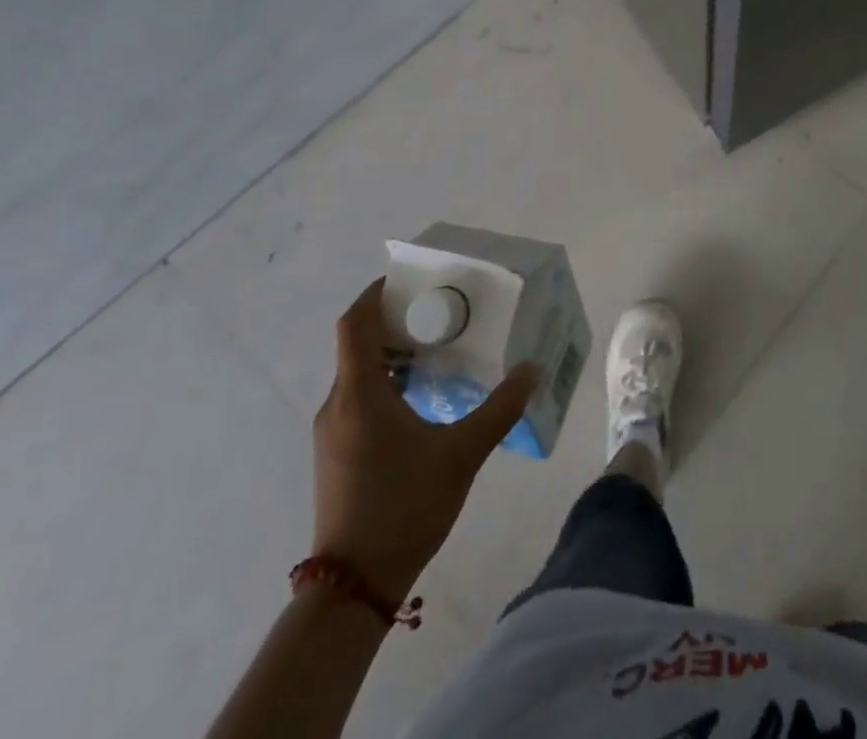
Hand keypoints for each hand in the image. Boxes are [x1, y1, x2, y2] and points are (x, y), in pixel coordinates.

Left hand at [312, 279, 536, 602]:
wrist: (354, 586)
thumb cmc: (405, 506)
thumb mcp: (463, 453)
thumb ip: (500, 407)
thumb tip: (533, 369)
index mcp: (359, 394)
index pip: (356, 322)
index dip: (378, 293)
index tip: (412, 279)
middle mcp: (337, 404)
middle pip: (358, 343)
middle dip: (396, 320)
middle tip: (442, 311)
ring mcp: (332, 432)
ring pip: (358, 372)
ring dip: (393, 353)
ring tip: (439, 349)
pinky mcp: (336, 453)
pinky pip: (358, 398)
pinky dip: (387, 381)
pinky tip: (423, 397)